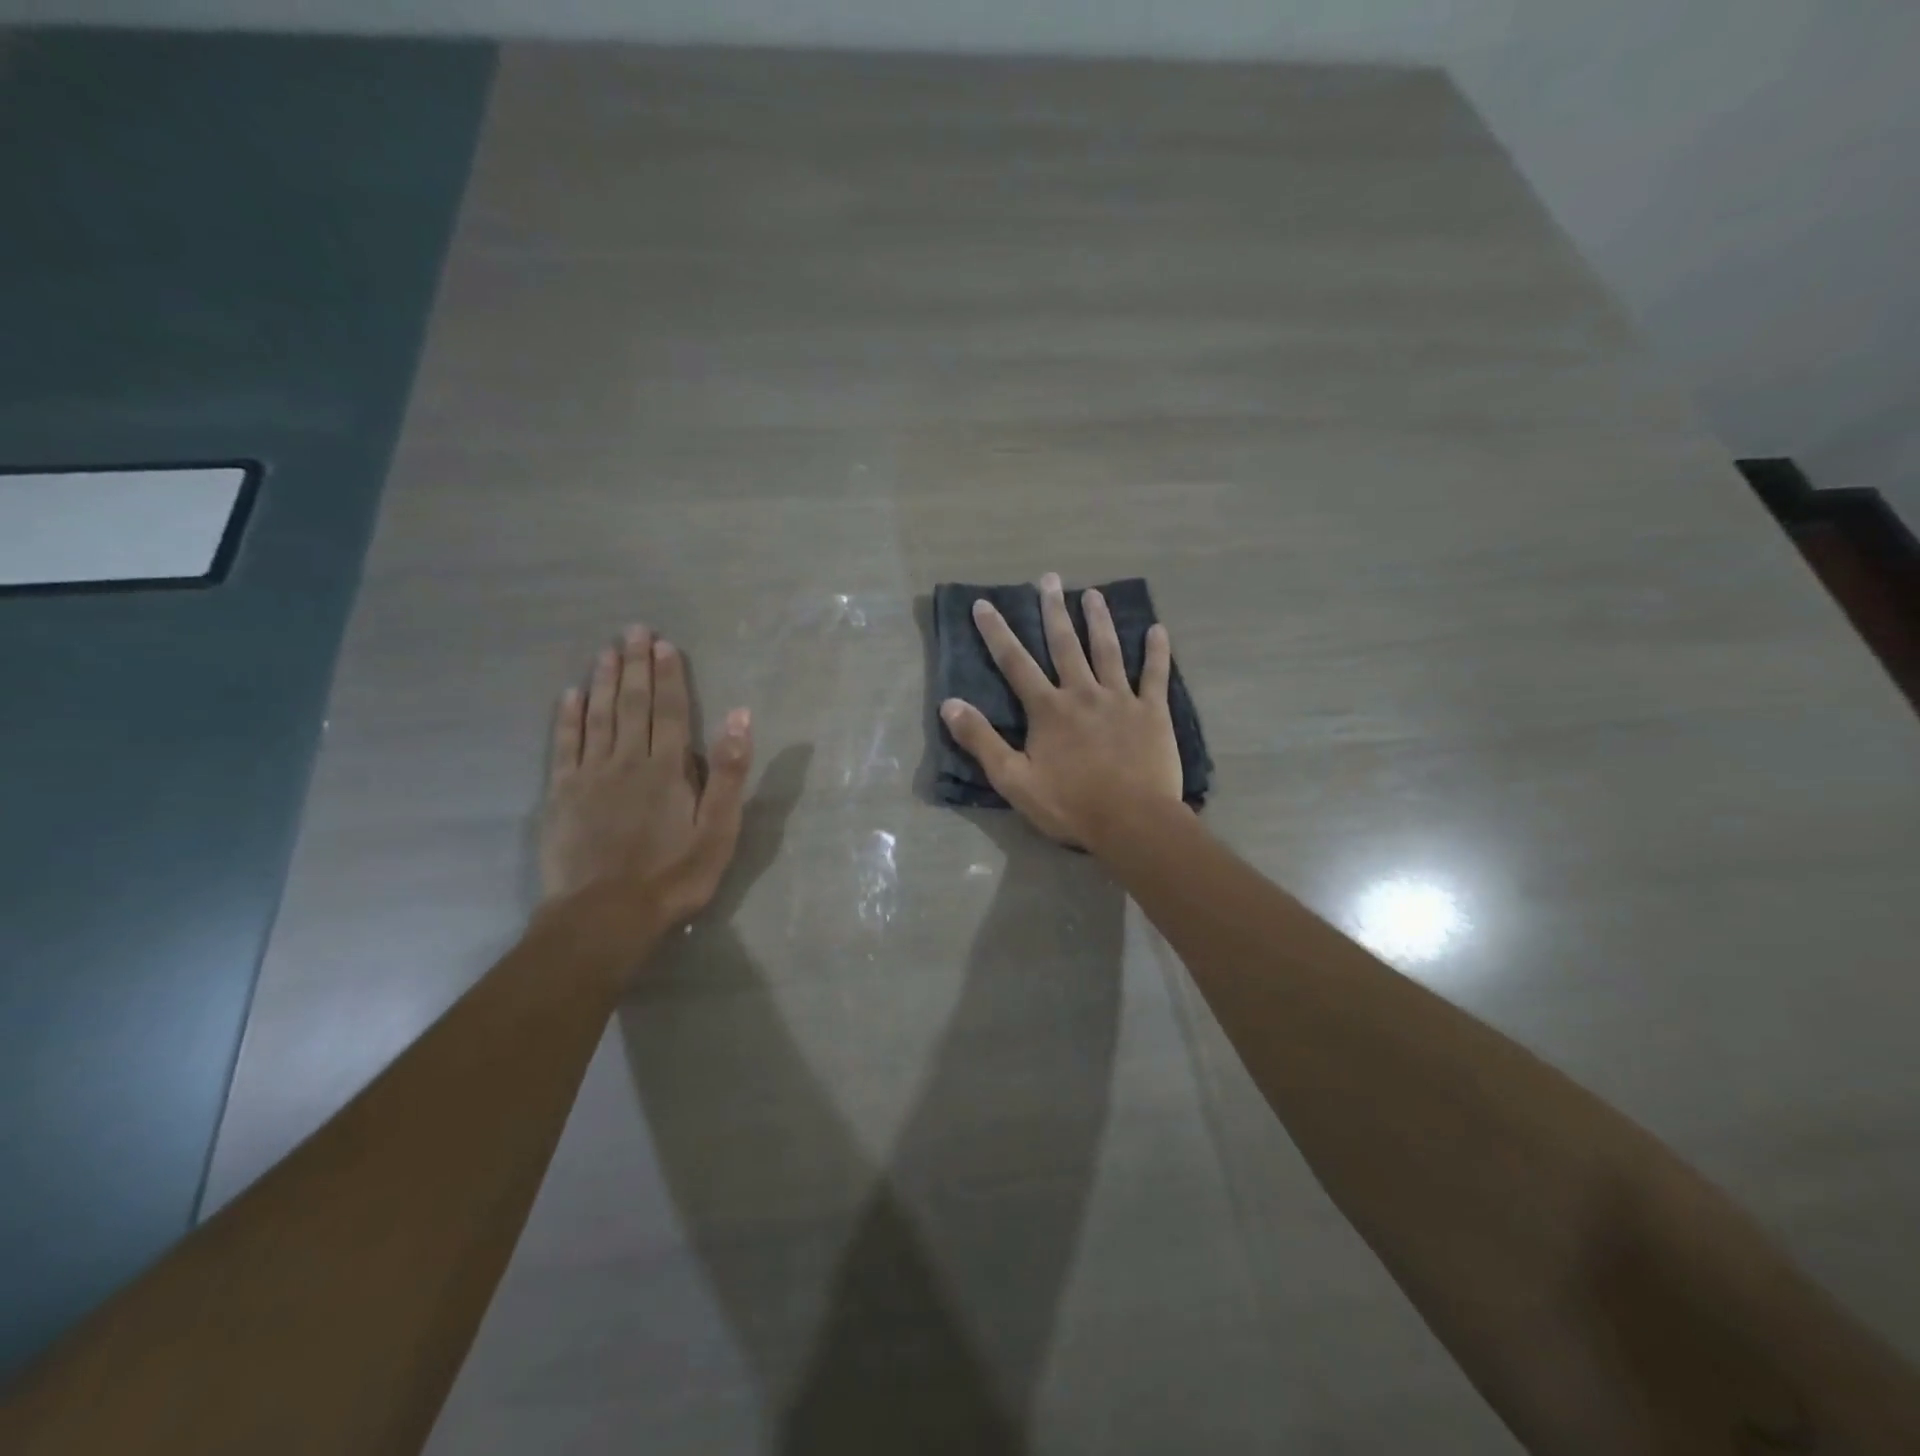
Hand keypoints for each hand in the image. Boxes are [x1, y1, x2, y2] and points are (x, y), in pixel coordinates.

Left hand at [539, 625, 752, 949]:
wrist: (605, 915)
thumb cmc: (674, 874)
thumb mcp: (718, 828)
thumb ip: (728, 771)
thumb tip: (739, 716)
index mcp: (667, 768)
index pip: (670, 710)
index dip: (668, 676)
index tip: (663, 644)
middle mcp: (627, 760)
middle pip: (633, 705)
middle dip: (635, 666)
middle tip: (633, 630)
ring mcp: (590, 776)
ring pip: (598, 717)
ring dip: (604, 682)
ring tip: (606, 651)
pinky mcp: (562, 795)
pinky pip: (565, 746)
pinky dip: (568, 718)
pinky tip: (570, 695)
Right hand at [941, 572, 1184, 850]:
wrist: (1132, 822)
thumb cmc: (1070, 805)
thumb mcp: (1013, 779)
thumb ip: (982, 740)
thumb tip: (948, 704)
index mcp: (1048, 709)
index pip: (1015, 663)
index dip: (997, 633)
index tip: (984, 604)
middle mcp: (1082, 693)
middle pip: (1065, 644)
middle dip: (1053, 611)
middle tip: (1049, 579)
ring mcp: (1120, 699)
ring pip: (1108, 650)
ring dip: (1099, 620)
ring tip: (1093, 594)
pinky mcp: (1152, 713)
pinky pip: (1155, 675)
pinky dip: (1157, 652)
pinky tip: (1157, 629)